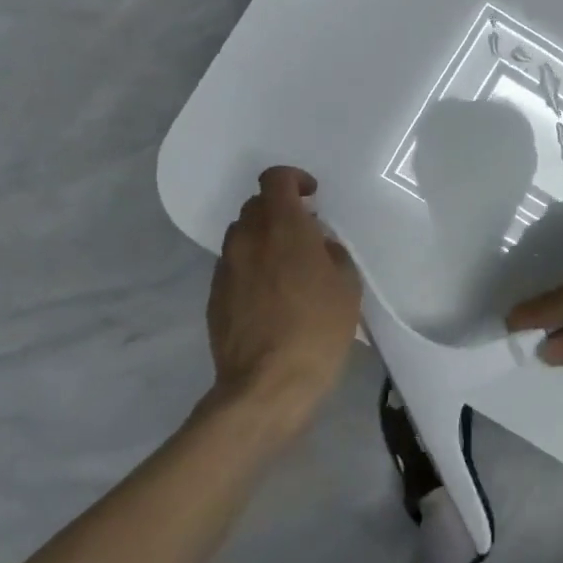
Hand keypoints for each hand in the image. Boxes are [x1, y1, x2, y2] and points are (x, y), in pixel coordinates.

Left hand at [207, 167, 359, 425]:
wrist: (267, 384)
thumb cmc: (318, 329)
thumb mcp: (346, 286)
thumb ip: (332, 253)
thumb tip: (318, 246)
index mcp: (283, 227)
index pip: (275, 179)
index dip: (294, 179)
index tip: (312, 197)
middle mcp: (248, 239)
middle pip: (256, 205)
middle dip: (279, 211)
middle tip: (304, 234)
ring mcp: (226, 268)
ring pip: (242, 236)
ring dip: (263, 239)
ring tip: (286, 266)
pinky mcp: (215, 296)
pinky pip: (234, 266)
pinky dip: (251, 267)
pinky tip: (271, 296)